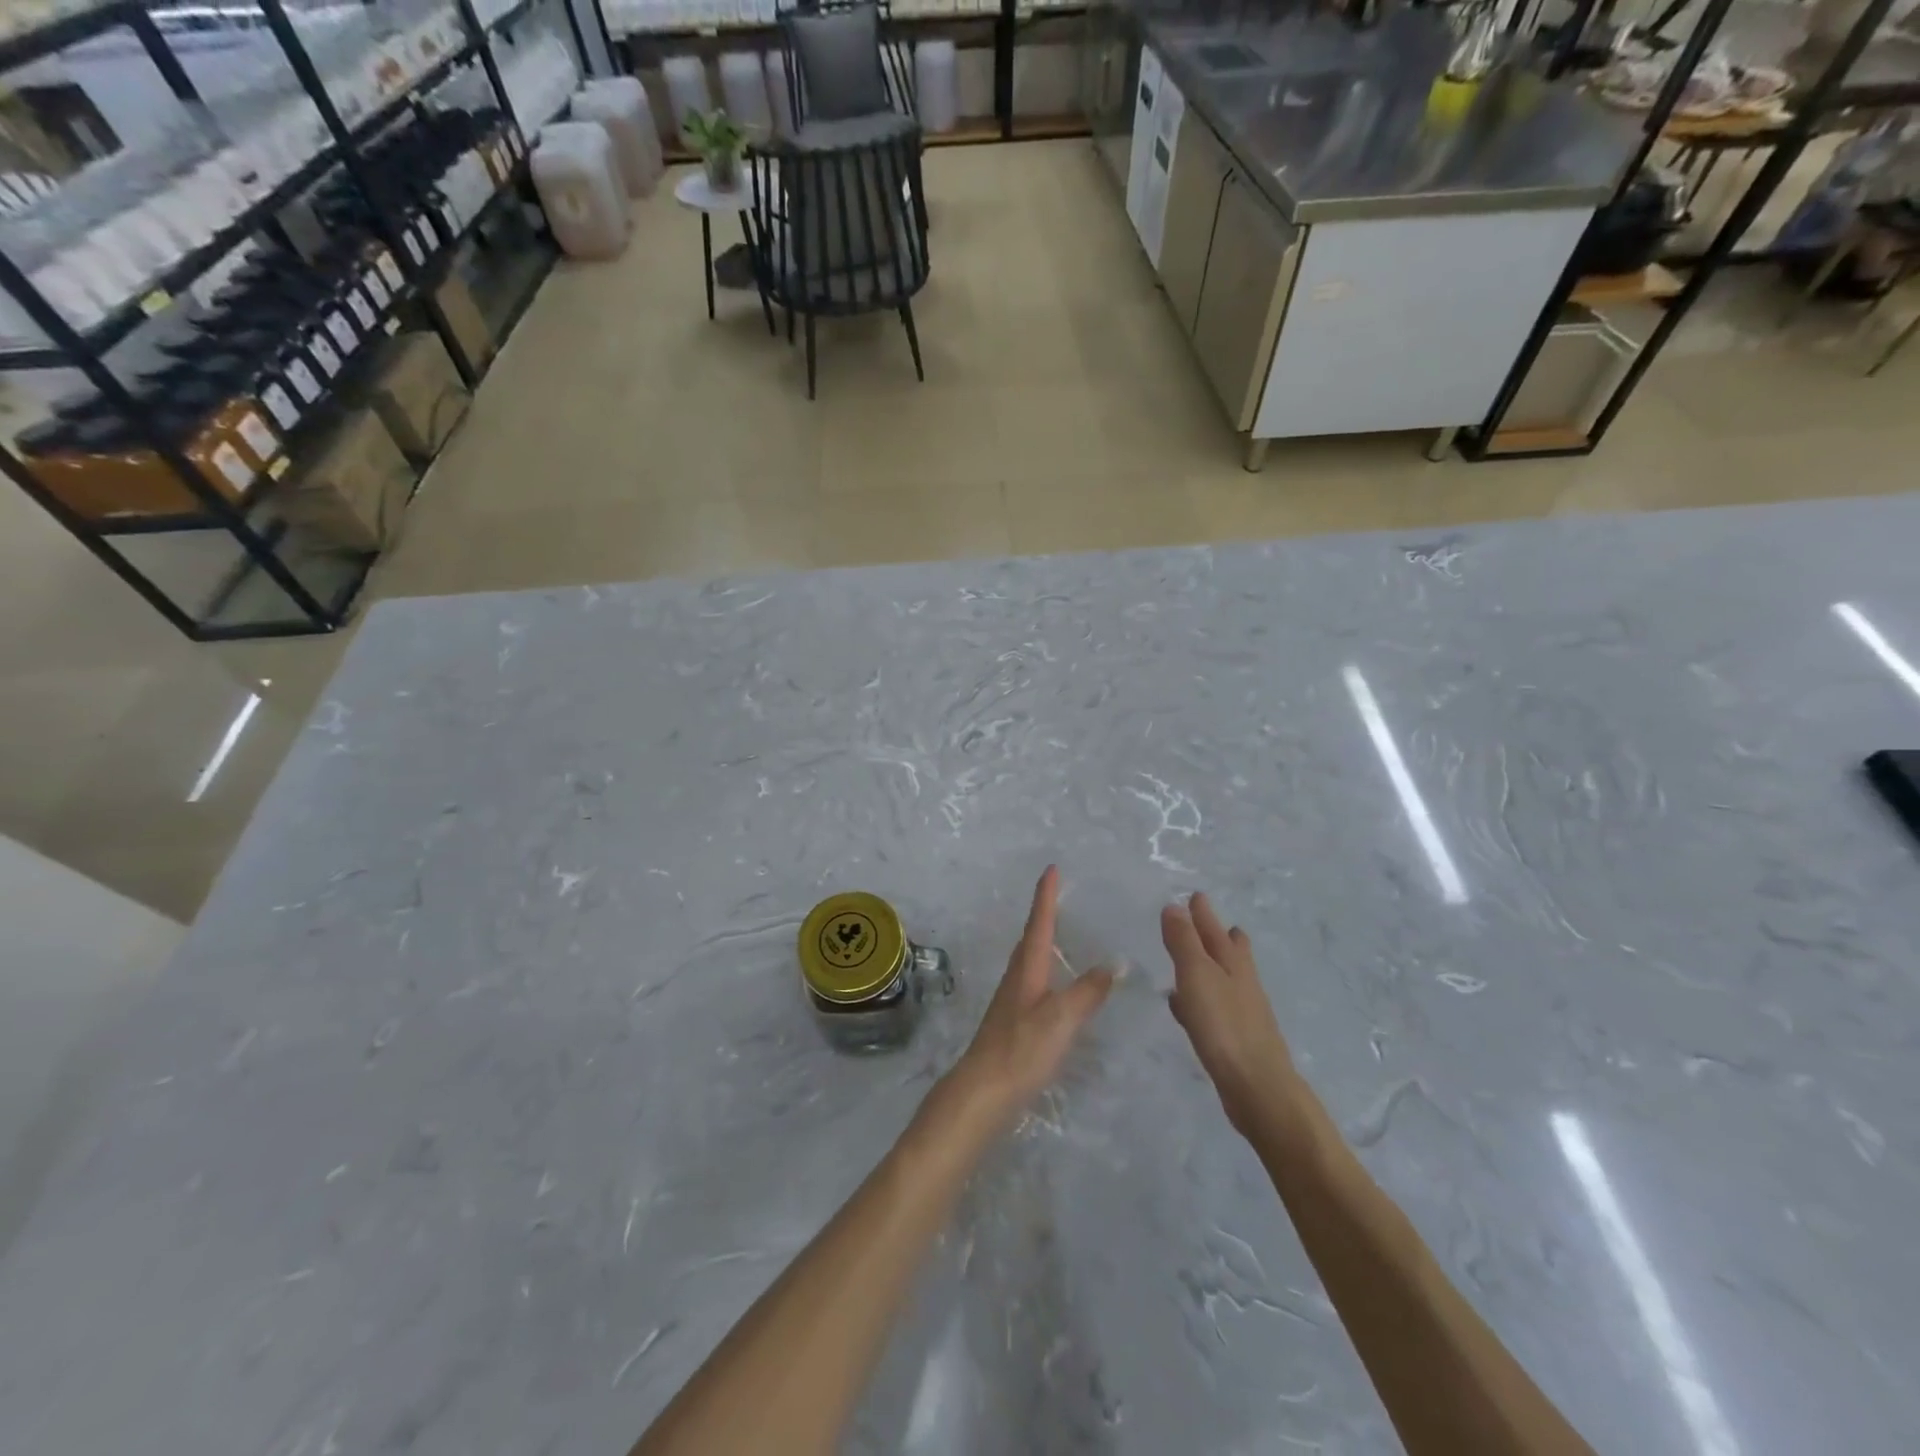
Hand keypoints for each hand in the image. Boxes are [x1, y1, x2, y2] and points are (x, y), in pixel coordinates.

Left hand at [950, 866, 1113, 1129]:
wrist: (983, 1091)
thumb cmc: (1022, 1049)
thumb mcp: (1061, 1018)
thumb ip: (1088, 991)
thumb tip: (1113, 963)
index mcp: (1027, 969)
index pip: (1039, 923)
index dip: (1046, 896)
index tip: (1051, 869)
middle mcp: (1017, 977)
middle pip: (1031, 937)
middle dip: (1044, 914)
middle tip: (1057, 895)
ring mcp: (1012, 1000)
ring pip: (1030, 959)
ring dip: (1043, 940)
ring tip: (1060, 933)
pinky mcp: (1013, 1022)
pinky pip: (1033, 981)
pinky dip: (1046, 970)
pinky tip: (1055, 986)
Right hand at [1164, 893, 1297, 1135]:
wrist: (1258, 1087)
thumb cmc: (1224, 1025)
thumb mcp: (1197, 975)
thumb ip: (1184, 941)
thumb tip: (1174, 906)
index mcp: (1233, 963)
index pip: (1216, 929)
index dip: (1203, 913)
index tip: (1195, 896)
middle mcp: (1241, 982)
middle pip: (1231, 951)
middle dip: (1219, 935)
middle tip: (1210, 921)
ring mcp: (1242, 1011)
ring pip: (1224, 978)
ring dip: (1210, 964)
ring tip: (1196, 958)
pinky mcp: (1235, 1037)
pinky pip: (1213, 1006)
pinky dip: (1200, 997)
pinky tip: (1185, 1006)